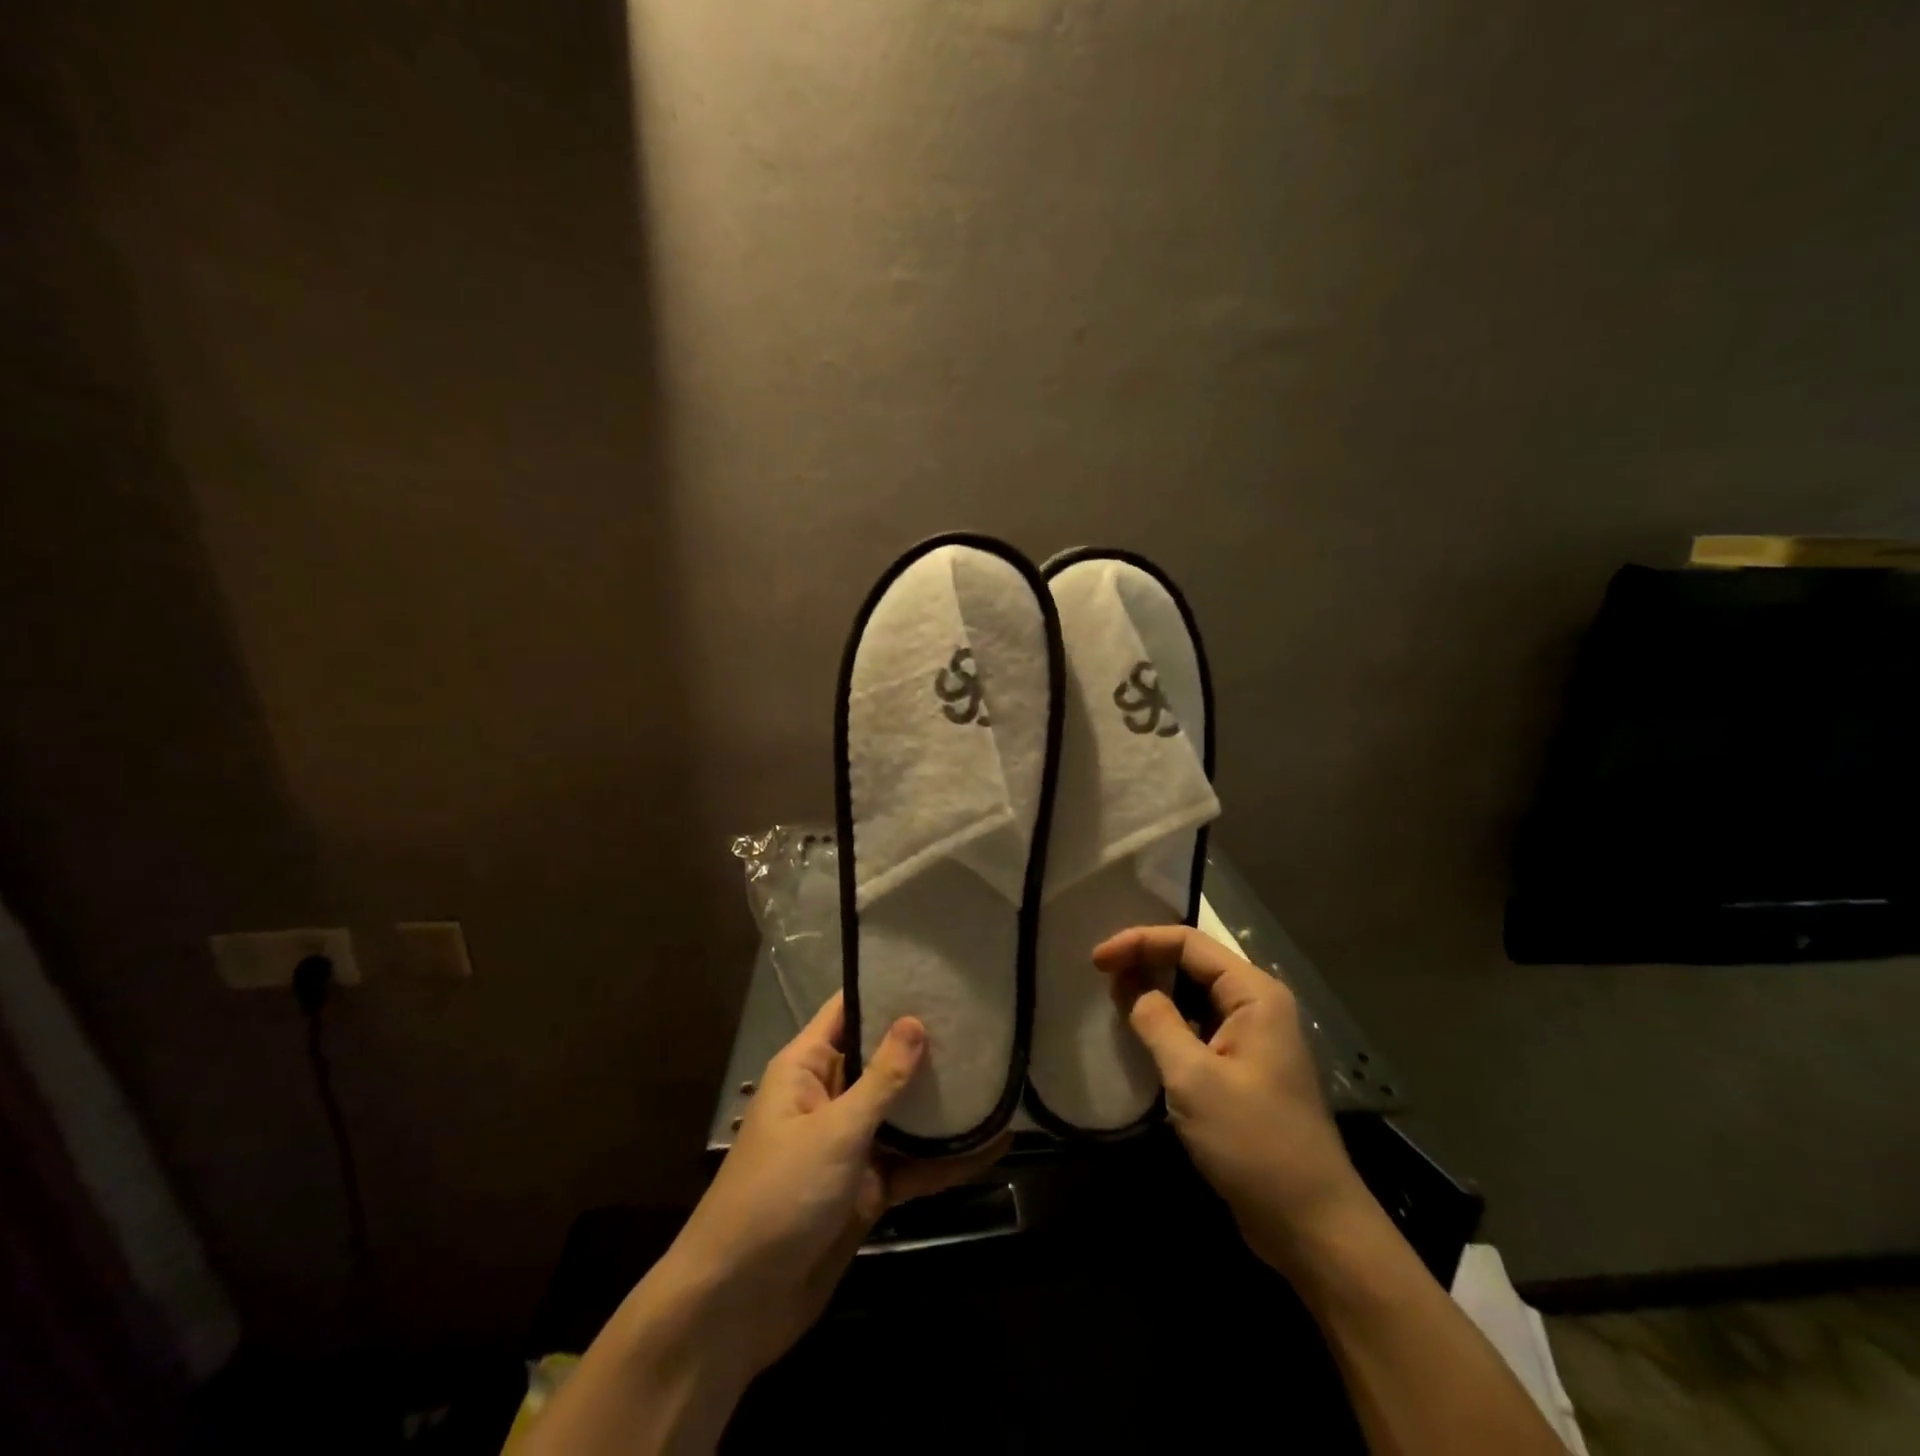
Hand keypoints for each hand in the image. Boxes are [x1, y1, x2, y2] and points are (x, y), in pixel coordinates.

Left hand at [665, 993, 1011, 1373]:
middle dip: (927, 1043)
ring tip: (998, 1073)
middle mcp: (831, 1097)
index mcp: (808, 1068)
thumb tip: (916, 1021)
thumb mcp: (834, 1131)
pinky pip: (914, 1164)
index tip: (935, 972)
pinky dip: (949, 1158)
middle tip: (983, 1018)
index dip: (885, 988)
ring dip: (944, 1102)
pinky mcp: (869, 1190)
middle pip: (883, 1059)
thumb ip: (881, 1080)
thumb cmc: (778, 1196)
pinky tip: (994, 1145)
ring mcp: (852, 1145)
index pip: (848, 1011)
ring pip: (904, 1113)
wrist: (738, 1306)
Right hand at [1095, 925, 1367, 1271]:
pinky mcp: (1243, 1069)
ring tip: (1114, 1001)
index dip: (1138, 942)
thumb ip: (1157, 1021)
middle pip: (1192, 963)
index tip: (1096, 961)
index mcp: (1254, 994)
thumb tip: (1131, 988)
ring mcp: (1252, 1038)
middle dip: (1145, 962)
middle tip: (1101, 978)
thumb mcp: (1194, 1078)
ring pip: (1194, 996)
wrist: (1312, 1226)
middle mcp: (1256, 1006)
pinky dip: (1168, 1024)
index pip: (1187, 943)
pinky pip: (1199, 1028)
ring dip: (1154, 993)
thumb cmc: (1254, 1143)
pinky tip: (1142, 1036)